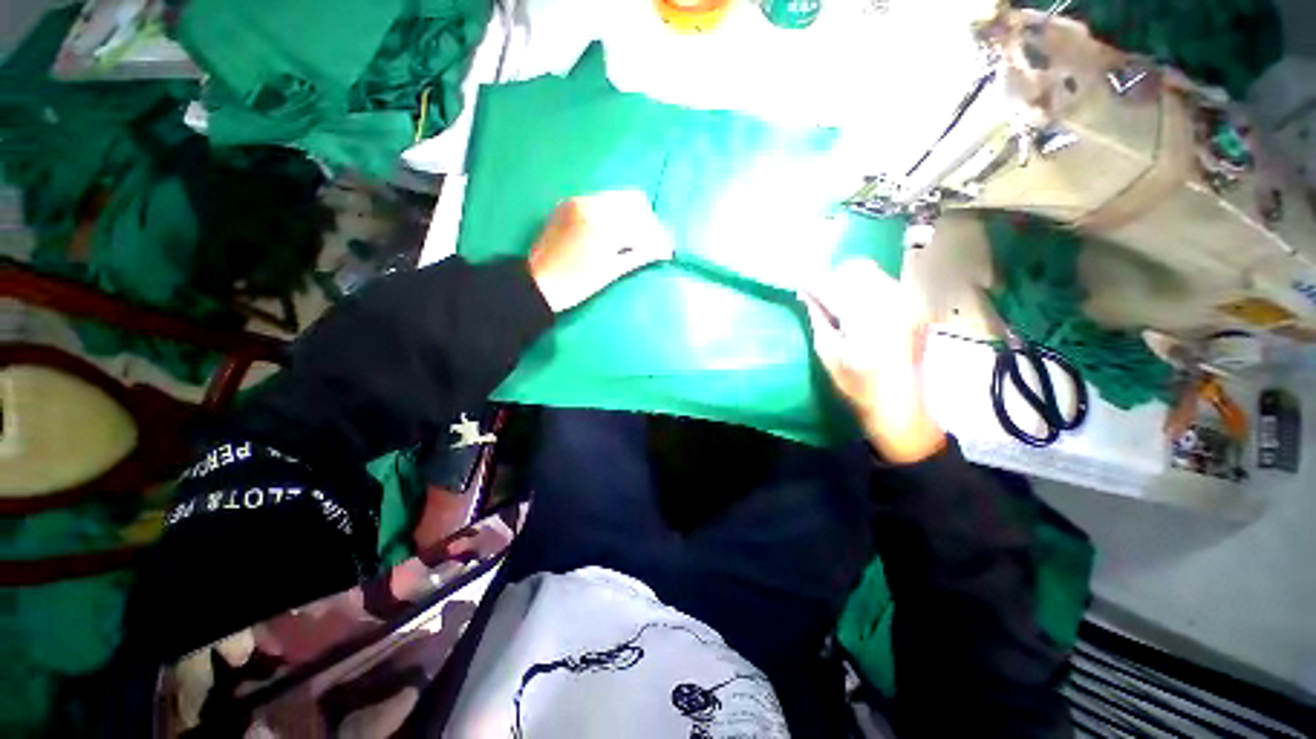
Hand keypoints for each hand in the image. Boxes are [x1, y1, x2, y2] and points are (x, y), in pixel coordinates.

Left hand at [528, 191, 673, 312]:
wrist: (538, 283)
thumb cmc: (576, 284)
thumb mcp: (611, 272)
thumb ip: (640, 255)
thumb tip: (664, 250)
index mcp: (602, 224)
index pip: (642, 221)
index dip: (657, 236)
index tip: (666, 250)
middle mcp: (591, 203)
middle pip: (634, 201)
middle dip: (647, 221)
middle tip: (651, 244)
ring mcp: (579, 200)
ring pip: (618, 198)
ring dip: (632, 216)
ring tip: (634, 239)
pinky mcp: (569, 203)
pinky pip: (601, 200)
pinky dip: (614, 213)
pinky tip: (614, 232)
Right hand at [801, 260, 945, 463]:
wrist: (900, 403)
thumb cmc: (857, 383)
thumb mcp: (828, 352)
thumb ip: (818, 317)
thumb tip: (806, 294)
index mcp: (865, 314)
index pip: (832, 283)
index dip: (812, 281)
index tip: (799, 283)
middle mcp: (891, 300)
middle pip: (856, 268)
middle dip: (834, 278)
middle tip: (822, 297)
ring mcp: (909, 301)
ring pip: (873, 273)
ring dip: (852, 283)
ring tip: (844, 306)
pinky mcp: (917, 306)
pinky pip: (888, 283)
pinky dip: (870, 289)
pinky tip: (864, 311)